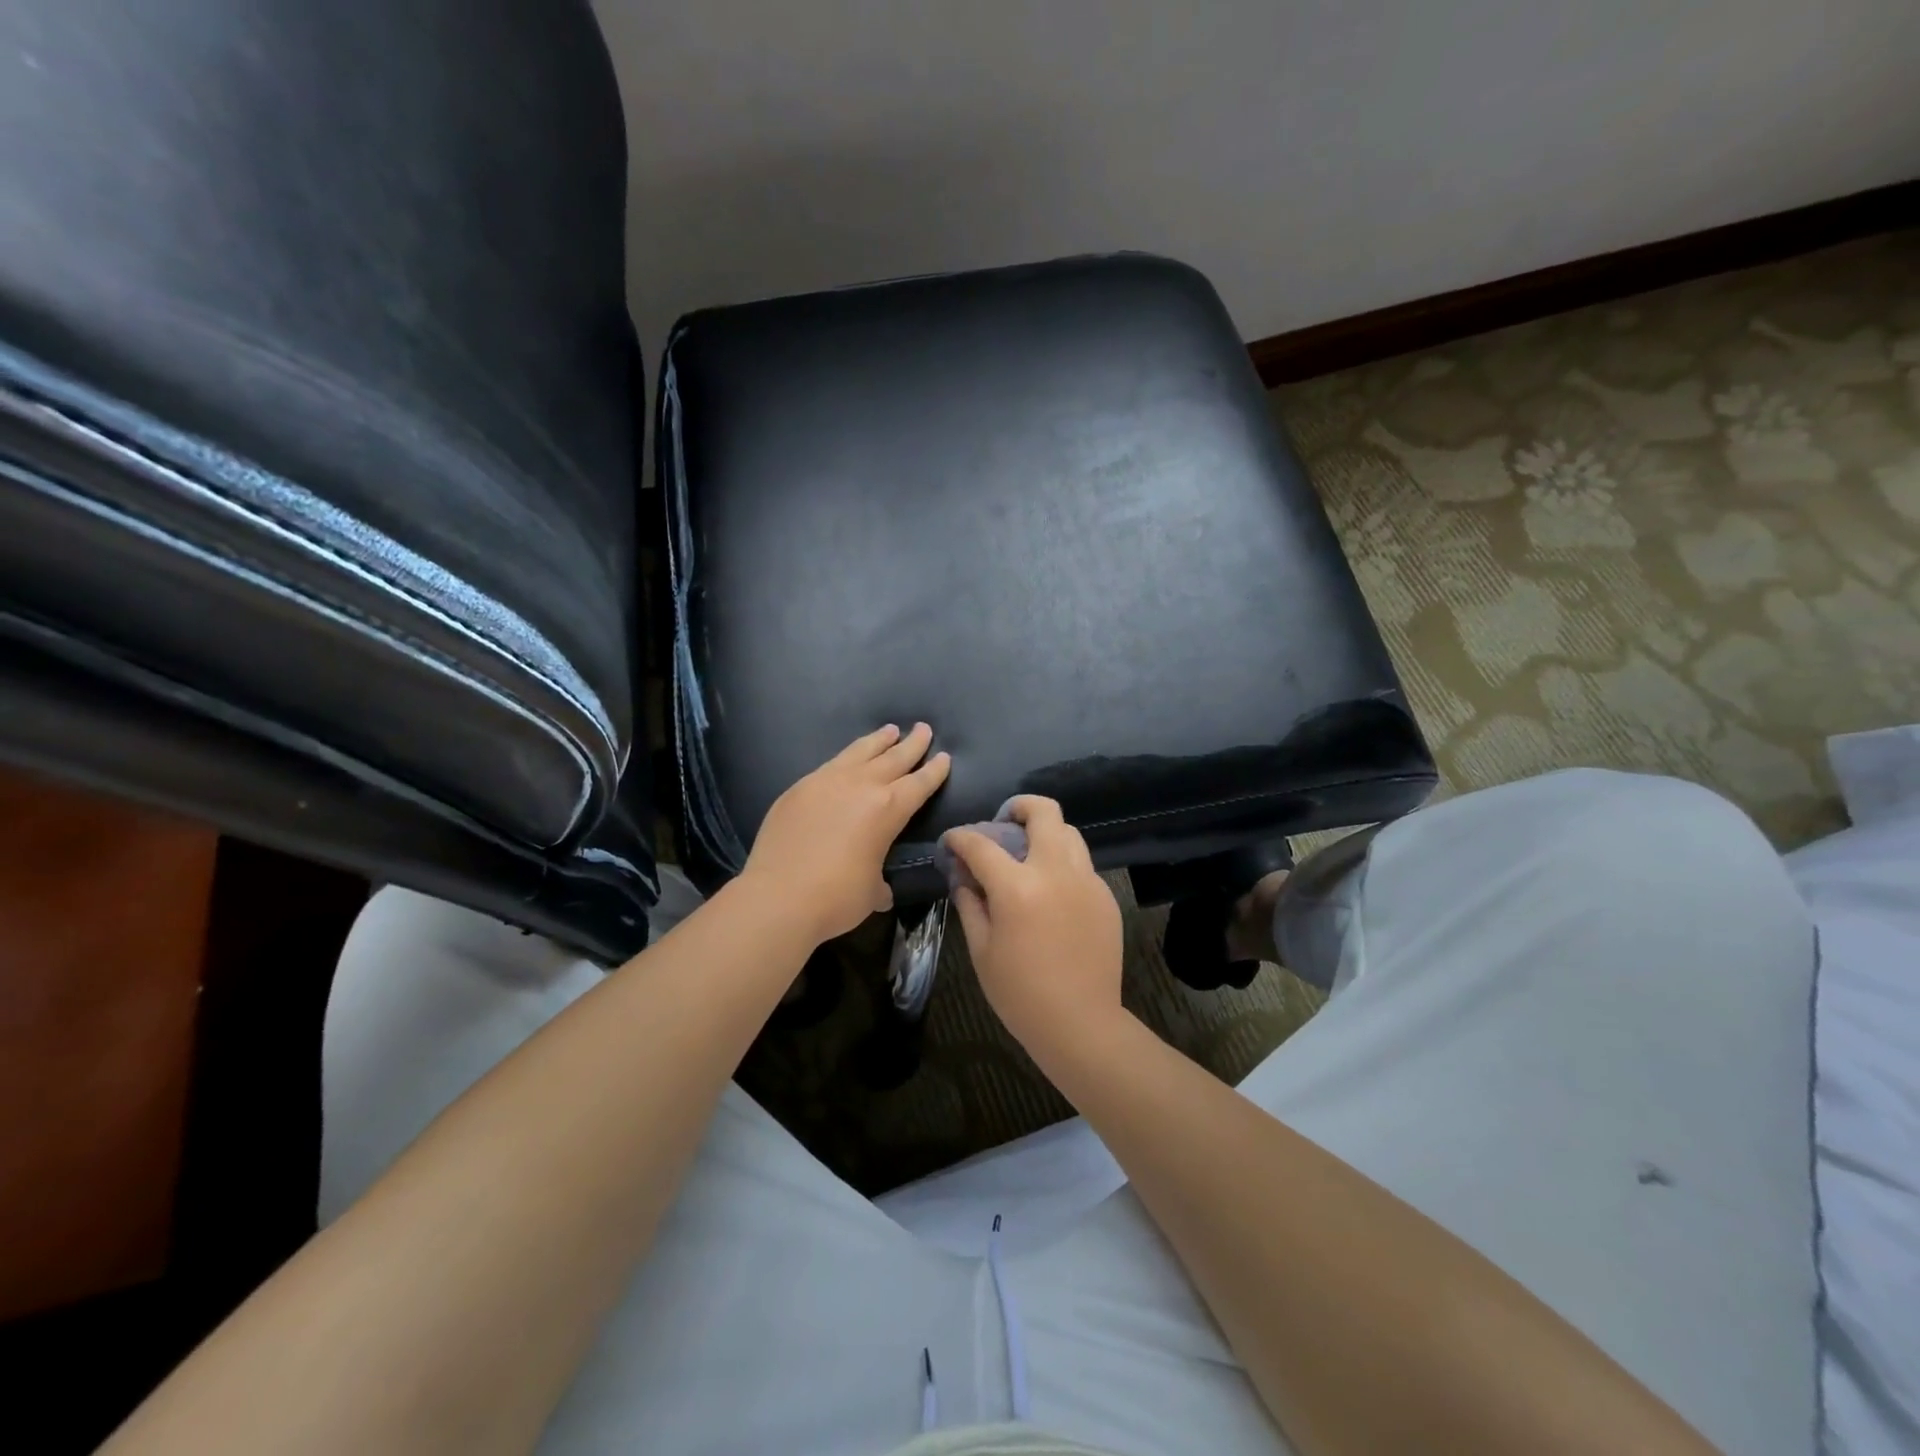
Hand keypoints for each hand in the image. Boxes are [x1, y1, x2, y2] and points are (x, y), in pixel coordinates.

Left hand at [741, 723, 950, 944]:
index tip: (944, 756)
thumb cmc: (835, 898)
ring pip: (859, 752)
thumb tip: (879, 888)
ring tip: (889, 730)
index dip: (934, 771)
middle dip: (912, 744)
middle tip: (923, 729)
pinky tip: (847, 759)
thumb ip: (879, 881)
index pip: (919, 784)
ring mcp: (826, 782)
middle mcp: (860, 786)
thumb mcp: (871, 892)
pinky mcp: (798, 788)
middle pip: (893, 758)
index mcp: (888, 809)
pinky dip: (846, 757)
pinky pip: (830, 765)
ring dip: (878, 741)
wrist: (777, 897)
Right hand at [942, 796, 1123, 1060]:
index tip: (952, 841)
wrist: (1081, 1024)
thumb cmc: (1020, 993)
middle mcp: (1056, 872)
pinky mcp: (1105, 896)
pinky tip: (1051, 890)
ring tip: (1028, 854)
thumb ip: (970, 904)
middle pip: (1043, 812)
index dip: (960, 837)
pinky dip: (1062, 862)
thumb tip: (963, 877)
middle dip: (1018, 807)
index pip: (981, 844)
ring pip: (1069, 832)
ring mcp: (1086, 881)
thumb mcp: (982, 950)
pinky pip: (1082, 863)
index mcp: (1017, 887)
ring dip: (1045, 832)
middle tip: (1003, 823)